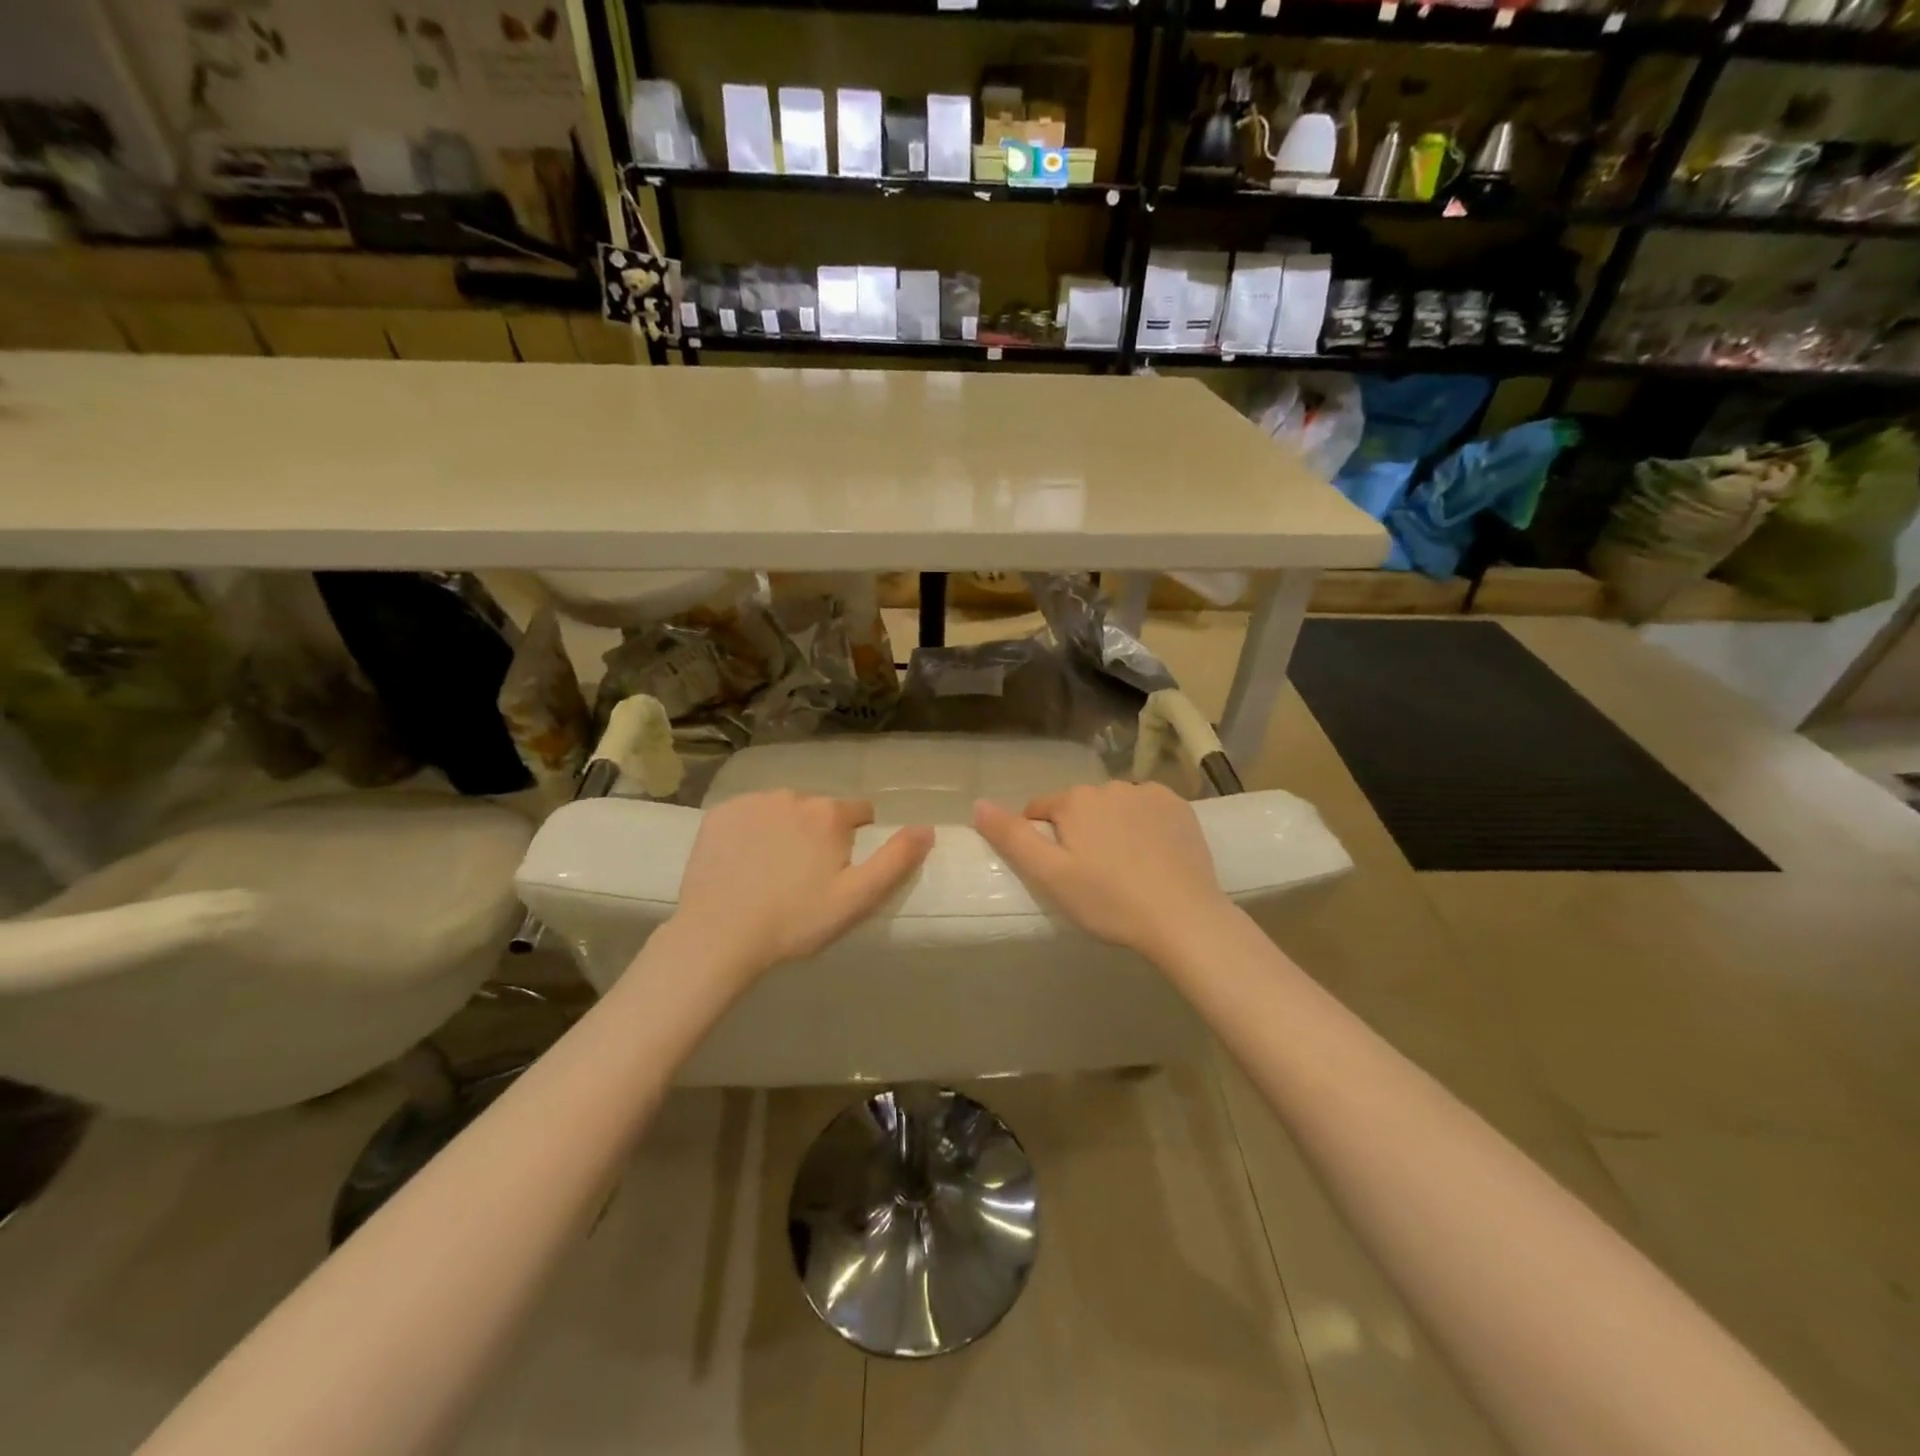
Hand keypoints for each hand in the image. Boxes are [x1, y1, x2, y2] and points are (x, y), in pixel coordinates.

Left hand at [673, 791, 933, 976]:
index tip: (840, 873)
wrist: (717, 935)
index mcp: (829, 813)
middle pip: (820, 810)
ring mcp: (752, 802)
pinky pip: (748, 815)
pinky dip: (751, 832)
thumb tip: (927, 828)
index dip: (856, 841)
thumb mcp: (857, 898)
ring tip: (772, 873)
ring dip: (786, 830)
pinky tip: (743, 865)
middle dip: (820, 835)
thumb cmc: (795, 921)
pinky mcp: (719, 814)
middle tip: (805, 879)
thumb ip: (896, 860)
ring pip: (783, 810)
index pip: (860, 812)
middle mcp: (793, 795)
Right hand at [973, 782, 1230, 961]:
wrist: (1184, 918)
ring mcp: (1149, 793)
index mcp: (1075, 800)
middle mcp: (1110, 785)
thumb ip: (1012, 837)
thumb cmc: (1109, 901)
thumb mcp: (1050, 876)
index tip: (1057, 873)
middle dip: (1078, 833)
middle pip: (1078, 807)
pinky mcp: (1179, 806)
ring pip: (1113, 807)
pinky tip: (1152, 856)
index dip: (1042, 841)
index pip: (1040, 811)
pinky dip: (1143, 826)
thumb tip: (978, 803)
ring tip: (1124, 869)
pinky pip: (1147, 809)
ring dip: (1111, 827)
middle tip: (1090, 876)